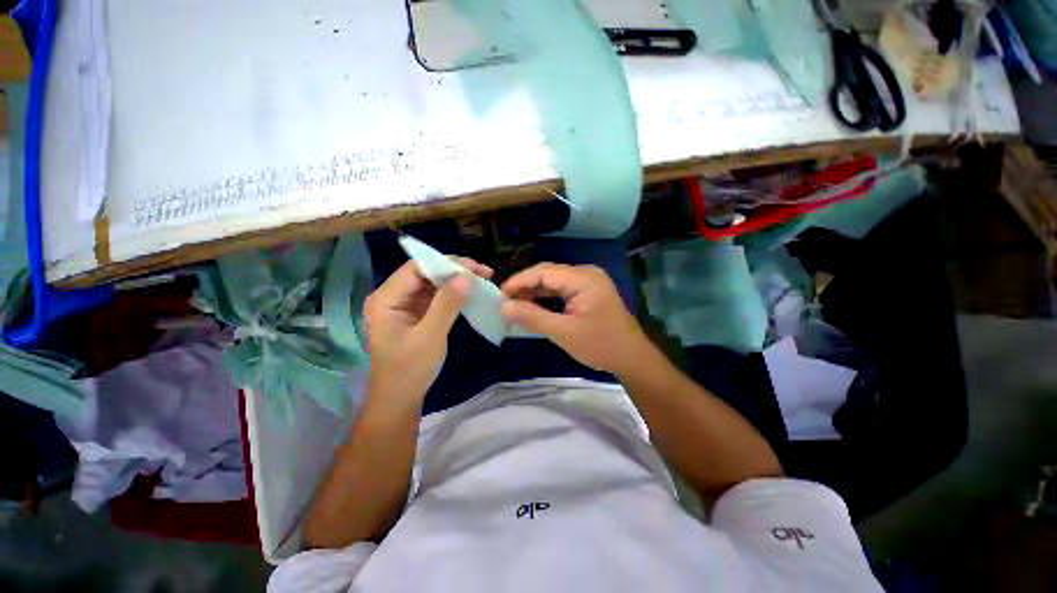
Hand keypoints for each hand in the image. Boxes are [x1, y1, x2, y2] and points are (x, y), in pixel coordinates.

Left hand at [364, 258, 492, 396]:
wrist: (400, 399)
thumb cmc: (410, 370)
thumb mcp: (430, 337)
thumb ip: (447, 305)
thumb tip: (467, 277)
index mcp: (386, 299)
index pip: (416, 268)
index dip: (446, 263)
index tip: (474, 268)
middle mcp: (393, 296)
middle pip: (425, 272)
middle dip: (454, 270)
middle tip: (483, 273)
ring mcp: (404, 305)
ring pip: (432, 282)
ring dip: (456, 280)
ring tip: (481, 280)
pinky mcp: (415, 313)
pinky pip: (435, 296)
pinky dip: (453, 293)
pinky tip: (469, 293)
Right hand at [500, 263, 649, 373]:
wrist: (631, 357)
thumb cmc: (600, 345)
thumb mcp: (563, 332)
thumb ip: (532, 317)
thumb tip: (503, 307)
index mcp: (583, 278)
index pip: (543, 272)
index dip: (519, 281)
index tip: (499, 296)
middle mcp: (586, 273)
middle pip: (547, 274)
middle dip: (525, 287)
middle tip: (505, 304)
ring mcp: (588, 281)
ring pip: (553, 282)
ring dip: (534, 293)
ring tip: (515, 307)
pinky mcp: (587, 291)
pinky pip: (561, 290)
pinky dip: (546, 299)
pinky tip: (533, 308)